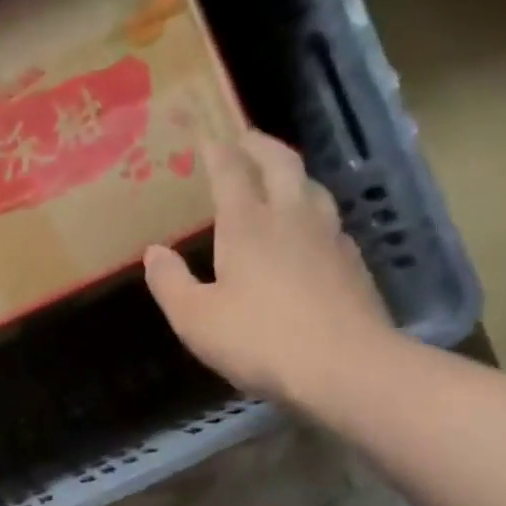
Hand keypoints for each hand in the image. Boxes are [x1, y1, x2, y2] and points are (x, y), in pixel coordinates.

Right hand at [143, 130, 396, 407]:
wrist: (344, 367)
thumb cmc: (258, 340)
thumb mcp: (195, 319)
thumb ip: (170, 283)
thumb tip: (154, 252)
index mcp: (247, 226)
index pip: (232, 173)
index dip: (218, 152)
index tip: (207, 137)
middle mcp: (291, 218)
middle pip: (280, 164)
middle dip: (259, 146)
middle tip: (245, 137)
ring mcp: (328, 237)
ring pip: (312, 187)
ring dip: (292, 172)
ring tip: (279, 174)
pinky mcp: (352, 262)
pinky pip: (329, 220)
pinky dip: (312, 209)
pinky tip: (308, 229)